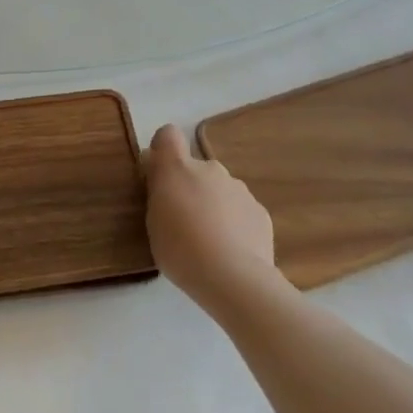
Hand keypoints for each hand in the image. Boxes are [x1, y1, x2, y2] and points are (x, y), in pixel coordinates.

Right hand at [144, 123, 277, 315]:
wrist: (233, 277)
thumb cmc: (180, 248)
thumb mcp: (153, 220)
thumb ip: (157, 191)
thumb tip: (158, 172)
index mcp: (178, 168)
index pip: (168, 135)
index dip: (163, 149)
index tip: (158, 173)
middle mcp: (210, 168)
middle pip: (196, 168)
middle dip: (190, 187)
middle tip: (183, 220)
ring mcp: (239, 188)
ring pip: (220, 190)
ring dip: (213, 206)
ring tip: (210, 242)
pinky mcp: (260, 211)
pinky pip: (240, 211)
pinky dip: (235, 224)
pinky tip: (232, 252)